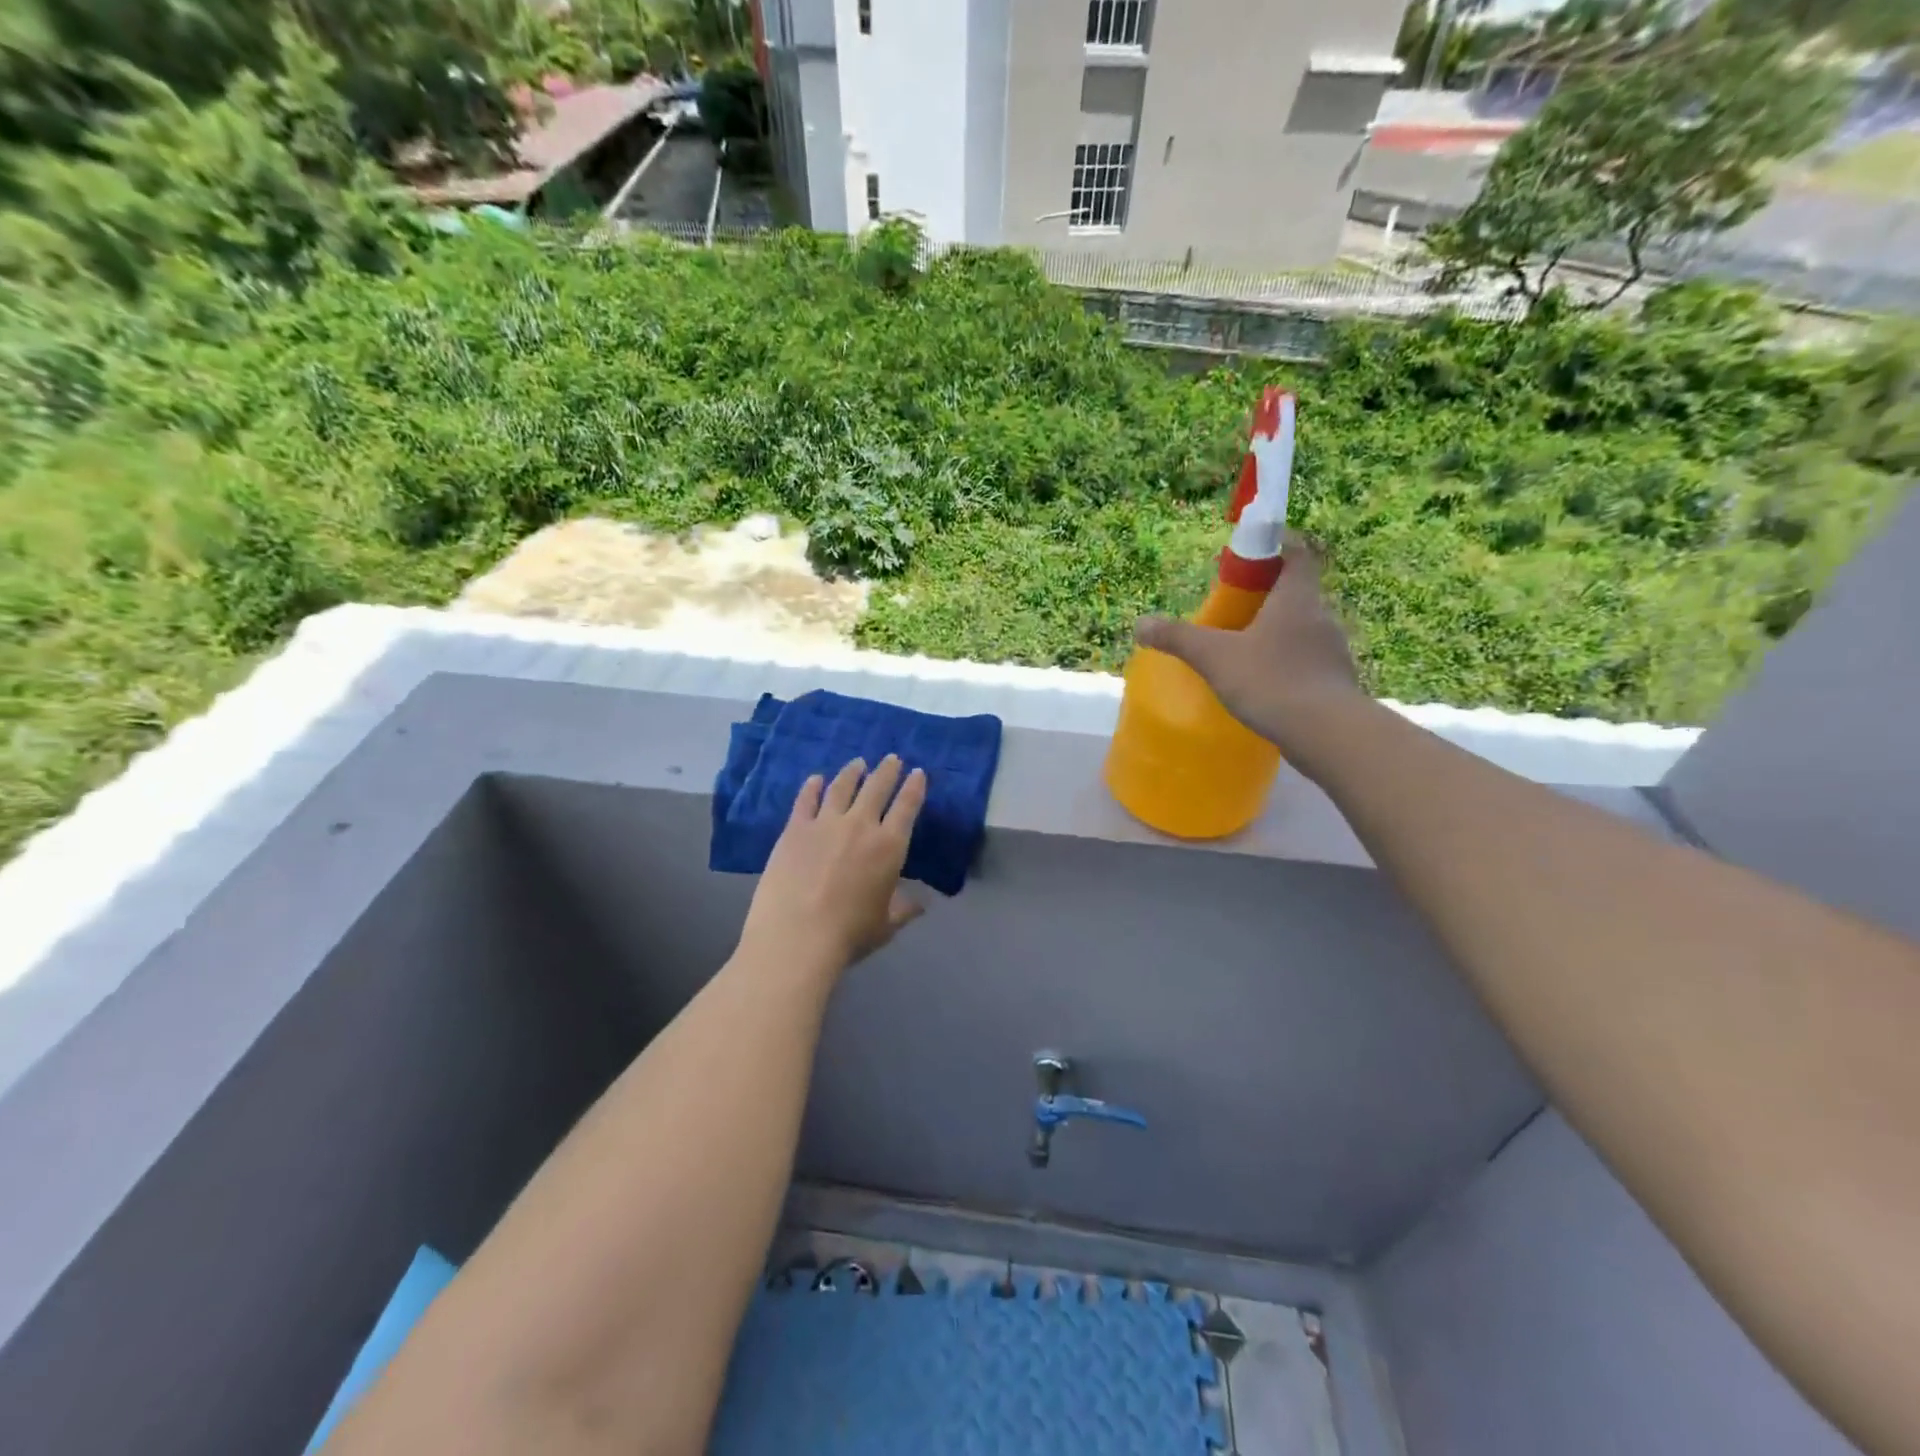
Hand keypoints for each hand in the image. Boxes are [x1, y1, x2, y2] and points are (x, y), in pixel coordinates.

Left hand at [738, 755, 927, 977]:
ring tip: (858, 763)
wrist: (796, 937)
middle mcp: (860, 825)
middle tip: (892, 758)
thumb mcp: (885, 925)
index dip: (914, 787)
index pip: (907, 807)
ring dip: (852, 772)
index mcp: (889, 847)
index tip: (918, 773)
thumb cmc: (849, 935)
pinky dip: (812, 786)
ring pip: (842, 787)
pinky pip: (806, 800)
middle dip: (887, 771)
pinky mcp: (795, 829)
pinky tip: (816, 779)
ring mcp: (825, 823)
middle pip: (877, 787)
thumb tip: (920, 905)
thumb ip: (903, 909)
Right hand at [1135, 531, 1364, 758]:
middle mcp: (1321, 616)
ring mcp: (1333, 650)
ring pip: (1302, 629)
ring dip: (1277, 633)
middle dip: (1266, 595)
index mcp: (1297, 598)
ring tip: (1244, 651)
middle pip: (1296, 592)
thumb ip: (1178, 638)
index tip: (1250, 552)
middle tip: (1234, 608)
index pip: (1296, 553)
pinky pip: (1308, 661)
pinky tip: (1264, 685)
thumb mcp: (1215, 657)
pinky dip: (1286, 664)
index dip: (1276, 545)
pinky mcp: (1336, 682)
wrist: (1328, 733)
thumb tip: (1140, 624)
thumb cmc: (1271, 681)